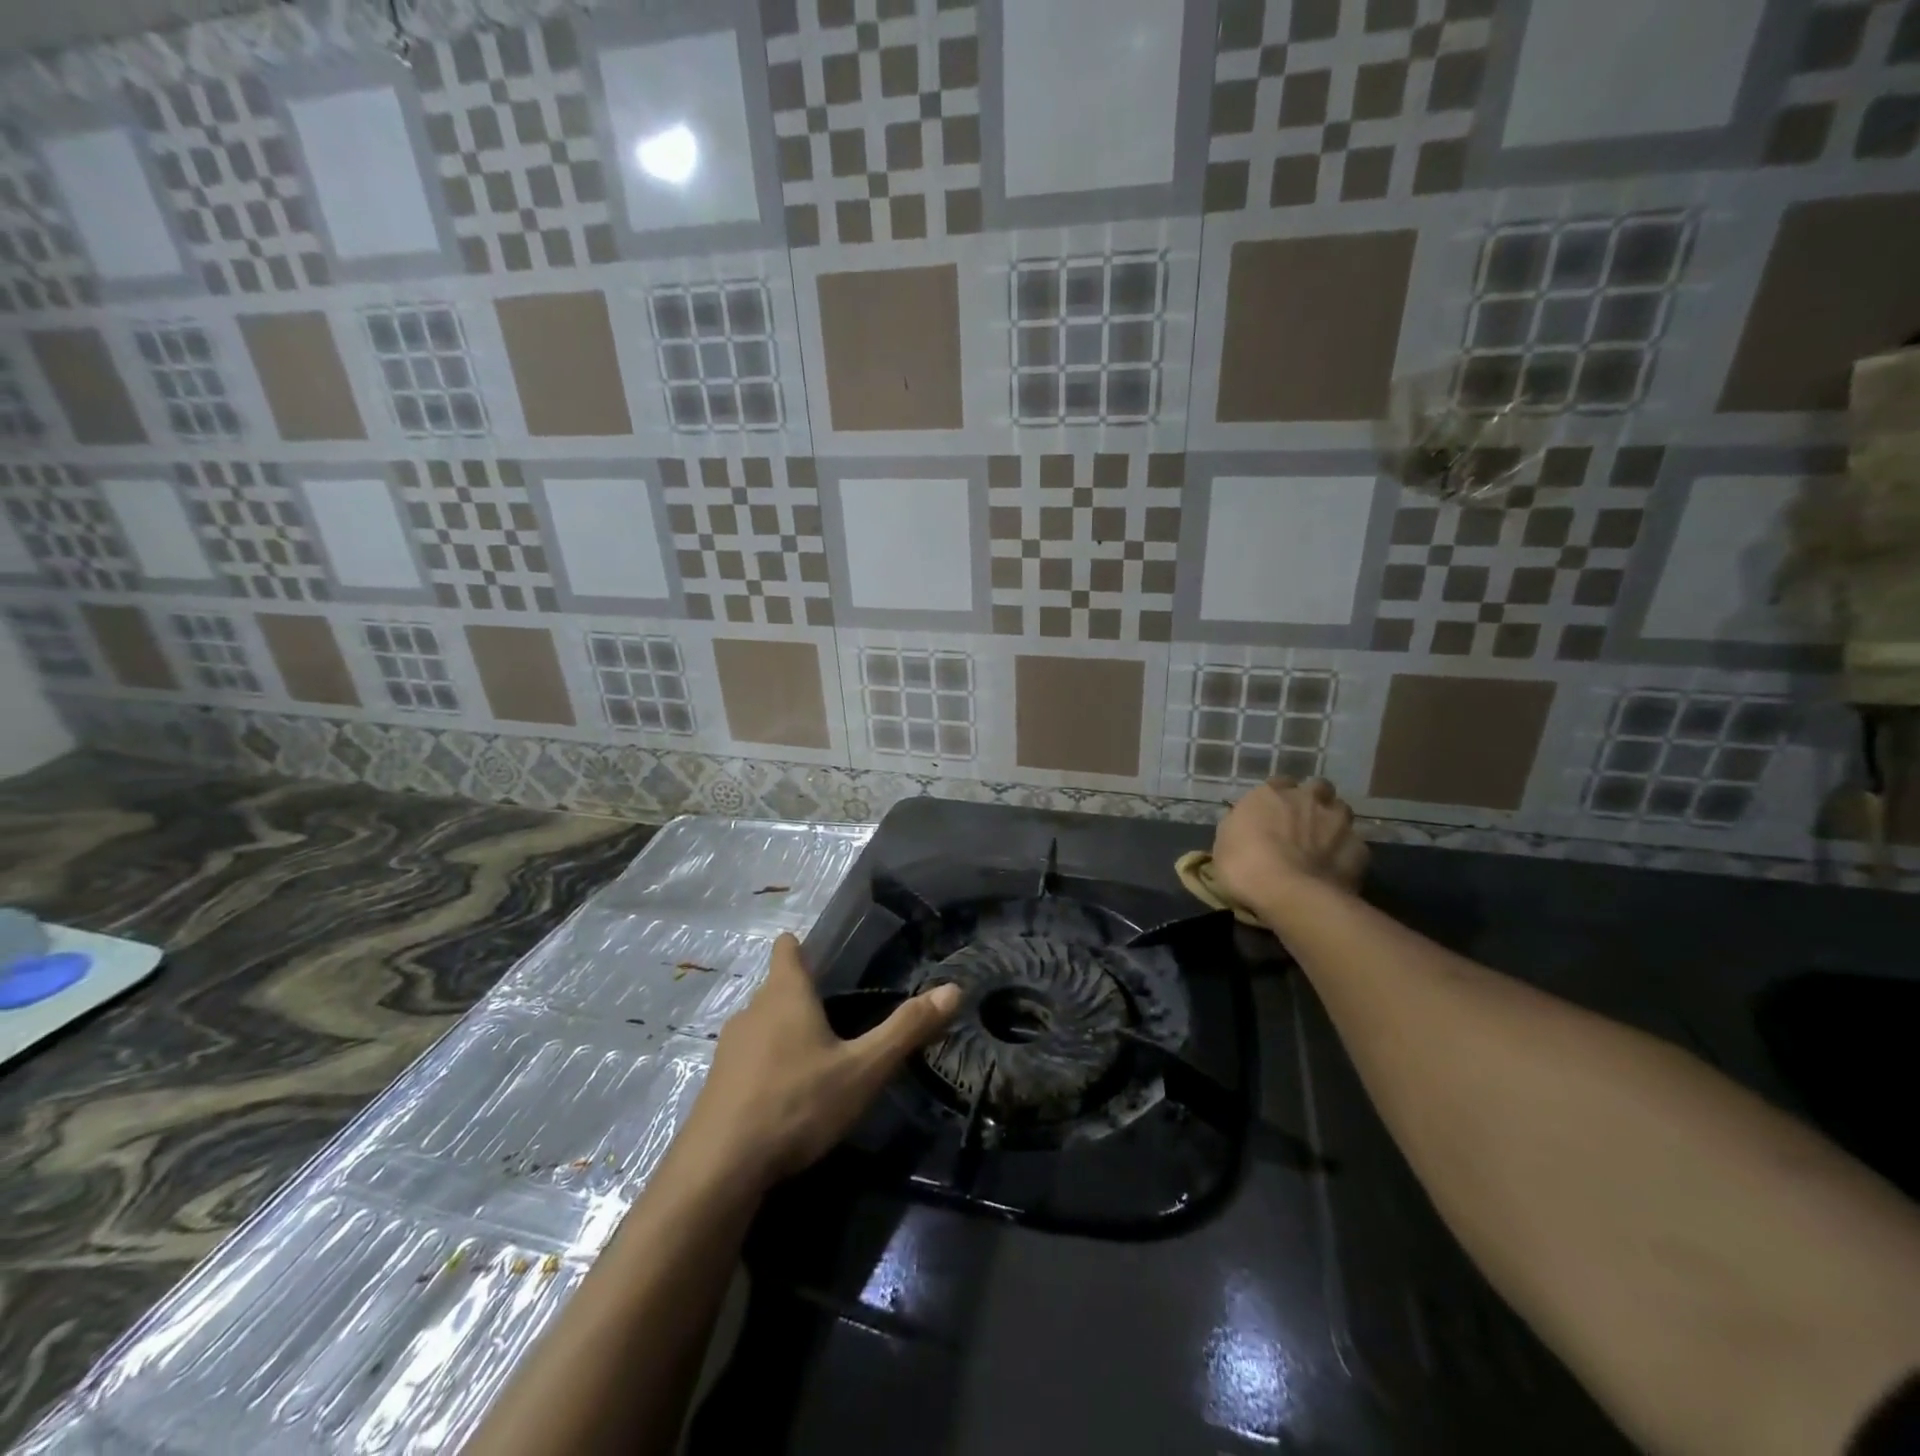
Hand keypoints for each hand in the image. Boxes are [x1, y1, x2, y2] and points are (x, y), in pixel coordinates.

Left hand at [680, 933, 960, 1189]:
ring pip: (761, 1025)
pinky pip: (748, 1059)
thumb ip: (907, 1029)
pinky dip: (767, 1065)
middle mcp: (752, 1011)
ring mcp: (729, 1048)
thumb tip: (954, 989)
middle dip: (802, 995)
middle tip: (837, 1013)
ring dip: (784, 1032)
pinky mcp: (717, 1084)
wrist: (720, 1168)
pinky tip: (786, 1094)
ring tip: (815, 1055)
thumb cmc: (797, 1103)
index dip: (801, 946)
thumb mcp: (863, 1069)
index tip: (821, 953)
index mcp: (786, 994)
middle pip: (777, 988)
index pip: (787, 949)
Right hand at [1211, 776, 1367, 925]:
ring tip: (1324, 845)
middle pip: (1317, 788)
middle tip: (1303, 823)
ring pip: (1341, 811)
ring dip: (1333, 822)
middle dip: (1313, 801)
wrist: (1290, 894)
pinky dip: (1346, 854)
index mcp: (1271, 793)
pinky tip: (1336, 869)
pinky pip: (1354, 845)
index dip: (1277, 799)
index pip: (1278, 784)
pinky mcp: (1360, 848)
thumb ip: (1240, 827)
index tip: (1272, 814)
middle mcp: (1307, 798)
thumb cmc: (1244, 866)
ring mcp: (1338, 822)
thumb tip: (1247, 826)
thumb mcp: (1224, 843)